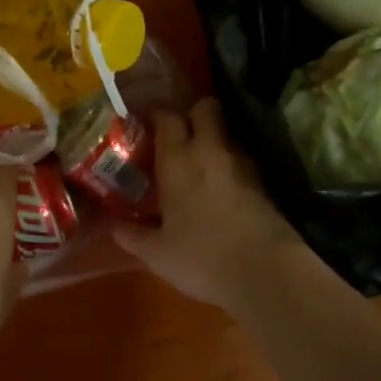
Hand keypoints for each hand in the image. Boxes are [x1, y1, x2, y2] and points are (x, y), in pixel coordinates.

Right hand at [112, 98, 307, 310]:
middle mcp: (210, 151)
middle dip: (192, 113)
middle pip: (205, 108)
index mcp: (178, 160)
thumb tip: (113, 226)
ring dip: (213, 140)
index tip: (145, 122)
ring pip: (226, 134)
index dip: (156, 114)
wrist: (267, 273)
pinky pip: (241, 161)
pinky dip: (229, 166)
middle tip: (178, 135)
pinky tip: (221, 189)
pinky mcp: (263, 183)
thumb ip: (132, 236)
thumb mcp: (157, 253)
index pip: (167, 117)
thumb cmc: (202, 257)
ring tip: (199, 163)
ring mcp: (241, 164)